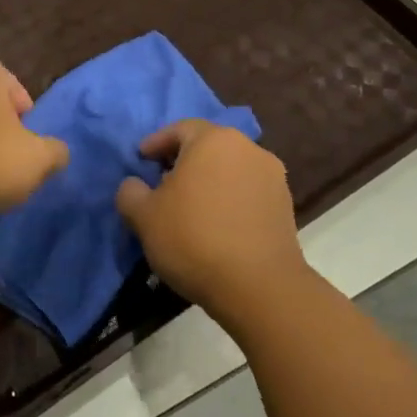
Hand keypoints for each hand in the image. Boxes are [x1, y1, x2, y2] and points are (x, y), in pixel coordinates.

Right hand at [116, 119, 302, 321]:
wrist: (259, 288)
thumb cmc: (193, 239)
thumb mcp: (143, 216)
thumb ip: (130, 192)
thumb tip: (135, 185)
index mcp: (213, 140)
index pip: (179, 129)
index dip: (156, 143)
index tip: (141, 160)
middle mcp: (248, 149)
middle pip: (208, 146)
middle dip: (183, 161)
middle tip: (162, 183)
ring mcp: (272, 177)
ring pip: (230, 169)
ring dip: (208, 181)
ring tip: (190, 207)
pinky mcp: (286, 206)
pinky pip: (247, 192)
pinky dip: (229, 199)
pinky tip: (215, 224)